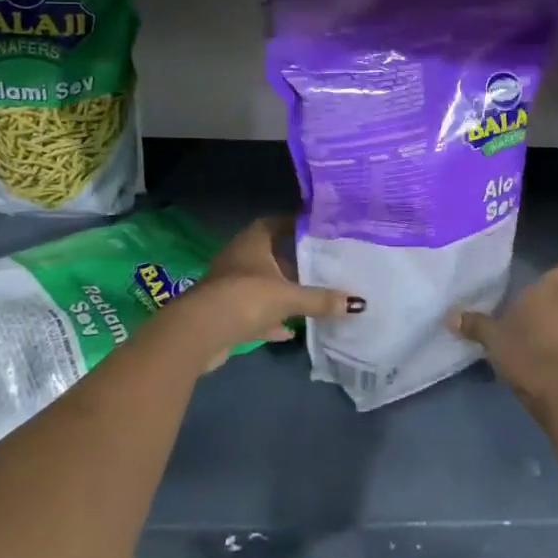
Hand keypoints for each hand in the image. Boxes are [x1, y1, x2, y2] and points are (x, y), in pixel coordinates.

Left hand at [170, 217, 359, 370]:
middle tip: (323, 265)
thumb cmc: (244, 298)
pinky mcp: (225, 313)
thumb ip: (320, 299)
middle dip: (294, 261)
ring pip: (262, 285)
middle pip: (271, 255)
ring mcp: (229, 286)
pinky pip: (254, 312)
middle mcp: (239, 258)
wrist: (198, 334)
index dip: (296, 225)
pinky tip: (290, 331)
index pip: (276, 223)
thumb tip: (358, 302)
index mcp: (252, 241)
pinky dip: (270, 319)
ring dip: (282, 292)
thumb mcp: (288, 297)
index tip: (320, 230)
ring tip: (311, 296)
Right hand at [449, 254, 557, 417]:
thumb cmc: (526, 350)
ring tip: (525, 337)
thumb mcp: (493, 337)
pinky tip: (534, 361)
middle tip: (524, 307)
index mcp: (553, 289)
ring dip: (551, 326)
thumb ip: (474, 324)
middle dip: (550, 300)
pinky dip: (555, 350)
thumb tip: (450, 316)